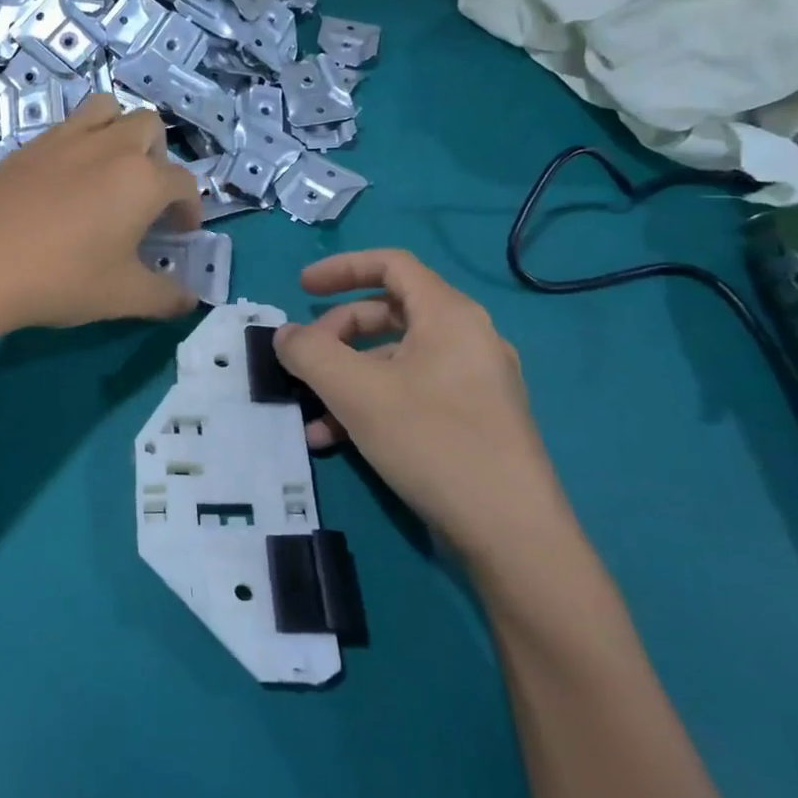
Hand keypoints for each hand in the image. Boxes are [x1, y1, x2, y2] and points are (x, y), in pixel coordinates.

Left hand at [0, 94, 202, 338]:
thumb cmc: (61, 279)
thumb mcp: (122, 297)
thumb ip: (165, 297)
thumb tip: (190, 301)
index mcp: (143, 179)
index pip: (184, 183)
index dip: (190, 209)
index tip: (179, 234)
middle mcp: (110, 146)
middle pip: (150, 128)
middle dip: (158, 158)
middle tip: (144, 198)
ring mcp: (65, 139)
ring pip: (106, 110)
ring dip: (119, 132)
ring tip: (109, 173)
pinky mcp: (28, 146)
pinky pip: (66, 126)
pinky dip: (79, 142)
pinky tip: (64, 182)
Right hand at [273, 249, 575, 566]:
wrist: (511, 533)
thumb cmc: (432, 441)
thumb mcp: (355, 392)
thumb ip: (310, 353)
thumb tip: (285, 335)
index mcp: (448, 315)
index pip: (391, 264)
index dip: (341, 267)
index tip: (301, 288)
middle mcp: (466, 338)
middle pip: (388, 313)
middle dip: (336, 334)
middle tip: (304, 361)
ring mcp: (472, 382)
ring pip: (394, 361)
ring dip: (345, 378)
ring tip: (310, 415)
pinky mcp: (472, 420)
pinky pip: (410, 394)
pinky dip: (369, 405)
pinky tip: (334, 440)